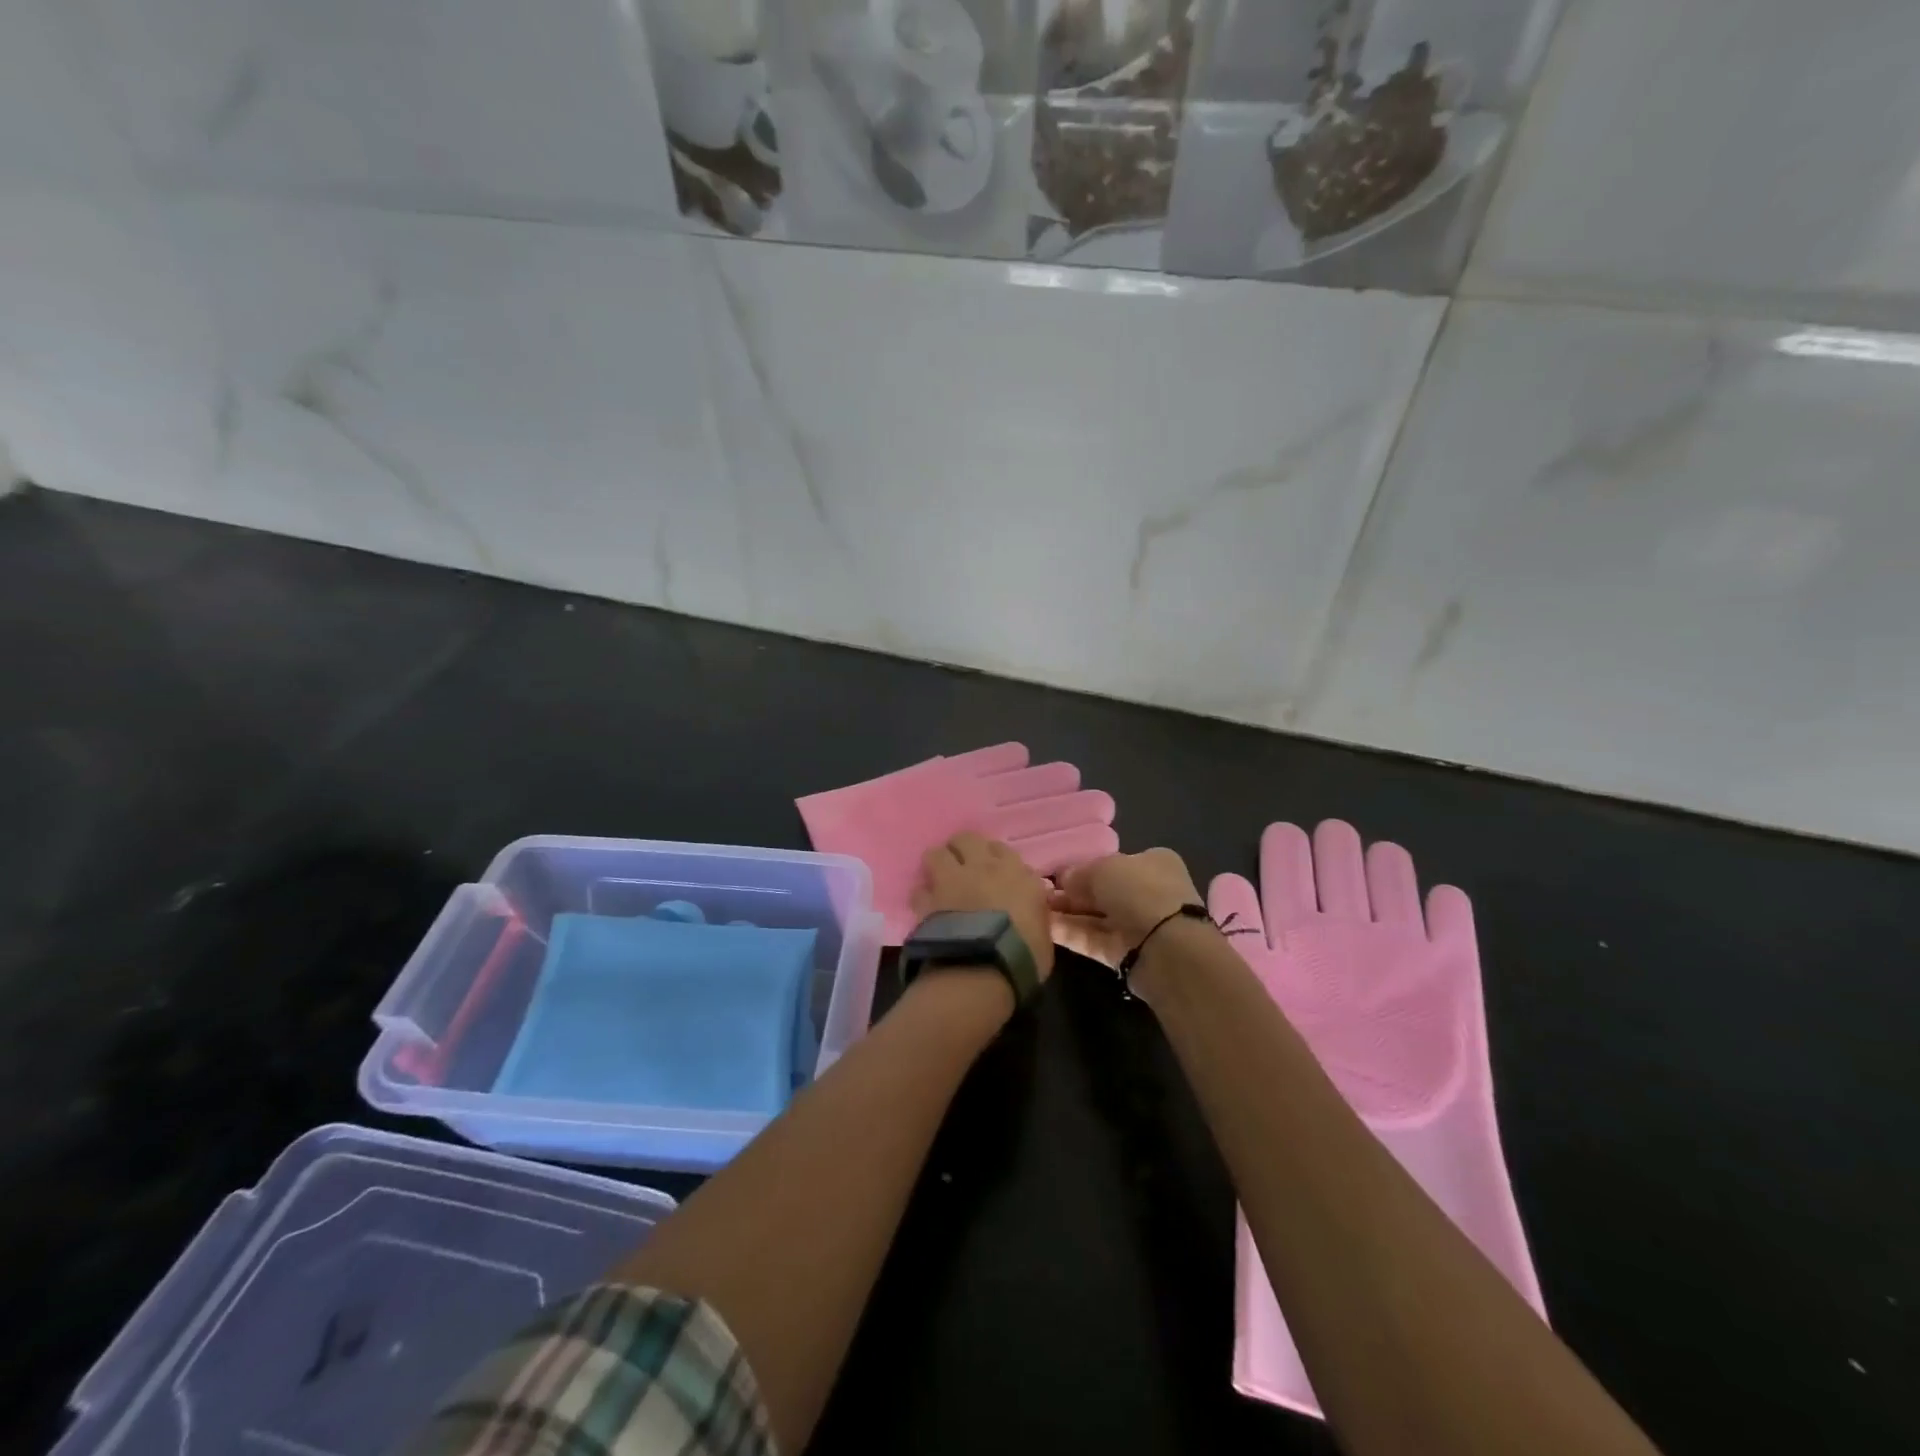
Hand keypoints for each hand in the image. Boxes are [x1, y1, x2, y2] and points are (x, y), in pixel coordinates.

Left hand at [910, 832, 1055, 980]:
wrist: (982, 970)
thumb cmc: (1022, 956)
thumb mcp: (1042, 934)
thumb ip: (1034, 913)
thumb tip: (1028, 910)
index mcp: (1016, 873)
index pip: (1002, 849)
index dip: (995, 858)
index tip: (994, 871)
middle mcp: (982, 868)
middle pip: (967, 839)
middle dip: (963, 850)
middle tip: (964, 868)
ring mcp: (951, 880)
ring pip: (937, 853)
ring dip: (939, 865)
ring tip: (941, 881)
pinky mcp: (927, 899)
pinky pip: (920, 889)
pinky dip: (923, 897)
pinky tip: (927, 908)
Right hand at [1049, 848, 1201, 971]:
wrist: (1168, 948)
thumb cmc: (1140, 892)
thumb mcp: (1104, 869)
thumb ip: (1080, 873)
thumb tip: (1063, 879)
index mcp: (1152, 864)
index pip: (1113, 863)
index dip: (1084, 868)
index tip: (1057, 874)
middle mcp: (1147, 892)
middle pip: (1102, 891)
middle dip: (1072, 893)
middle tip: (1041, 893)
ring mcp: (1137, 925)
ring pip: (1096, 916)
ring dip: (1067, 913)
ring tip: (1035, 909)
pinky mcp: (1125, 954)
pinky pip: (1093, 939)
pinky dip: (1071, 933)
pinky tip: (1045, 927)